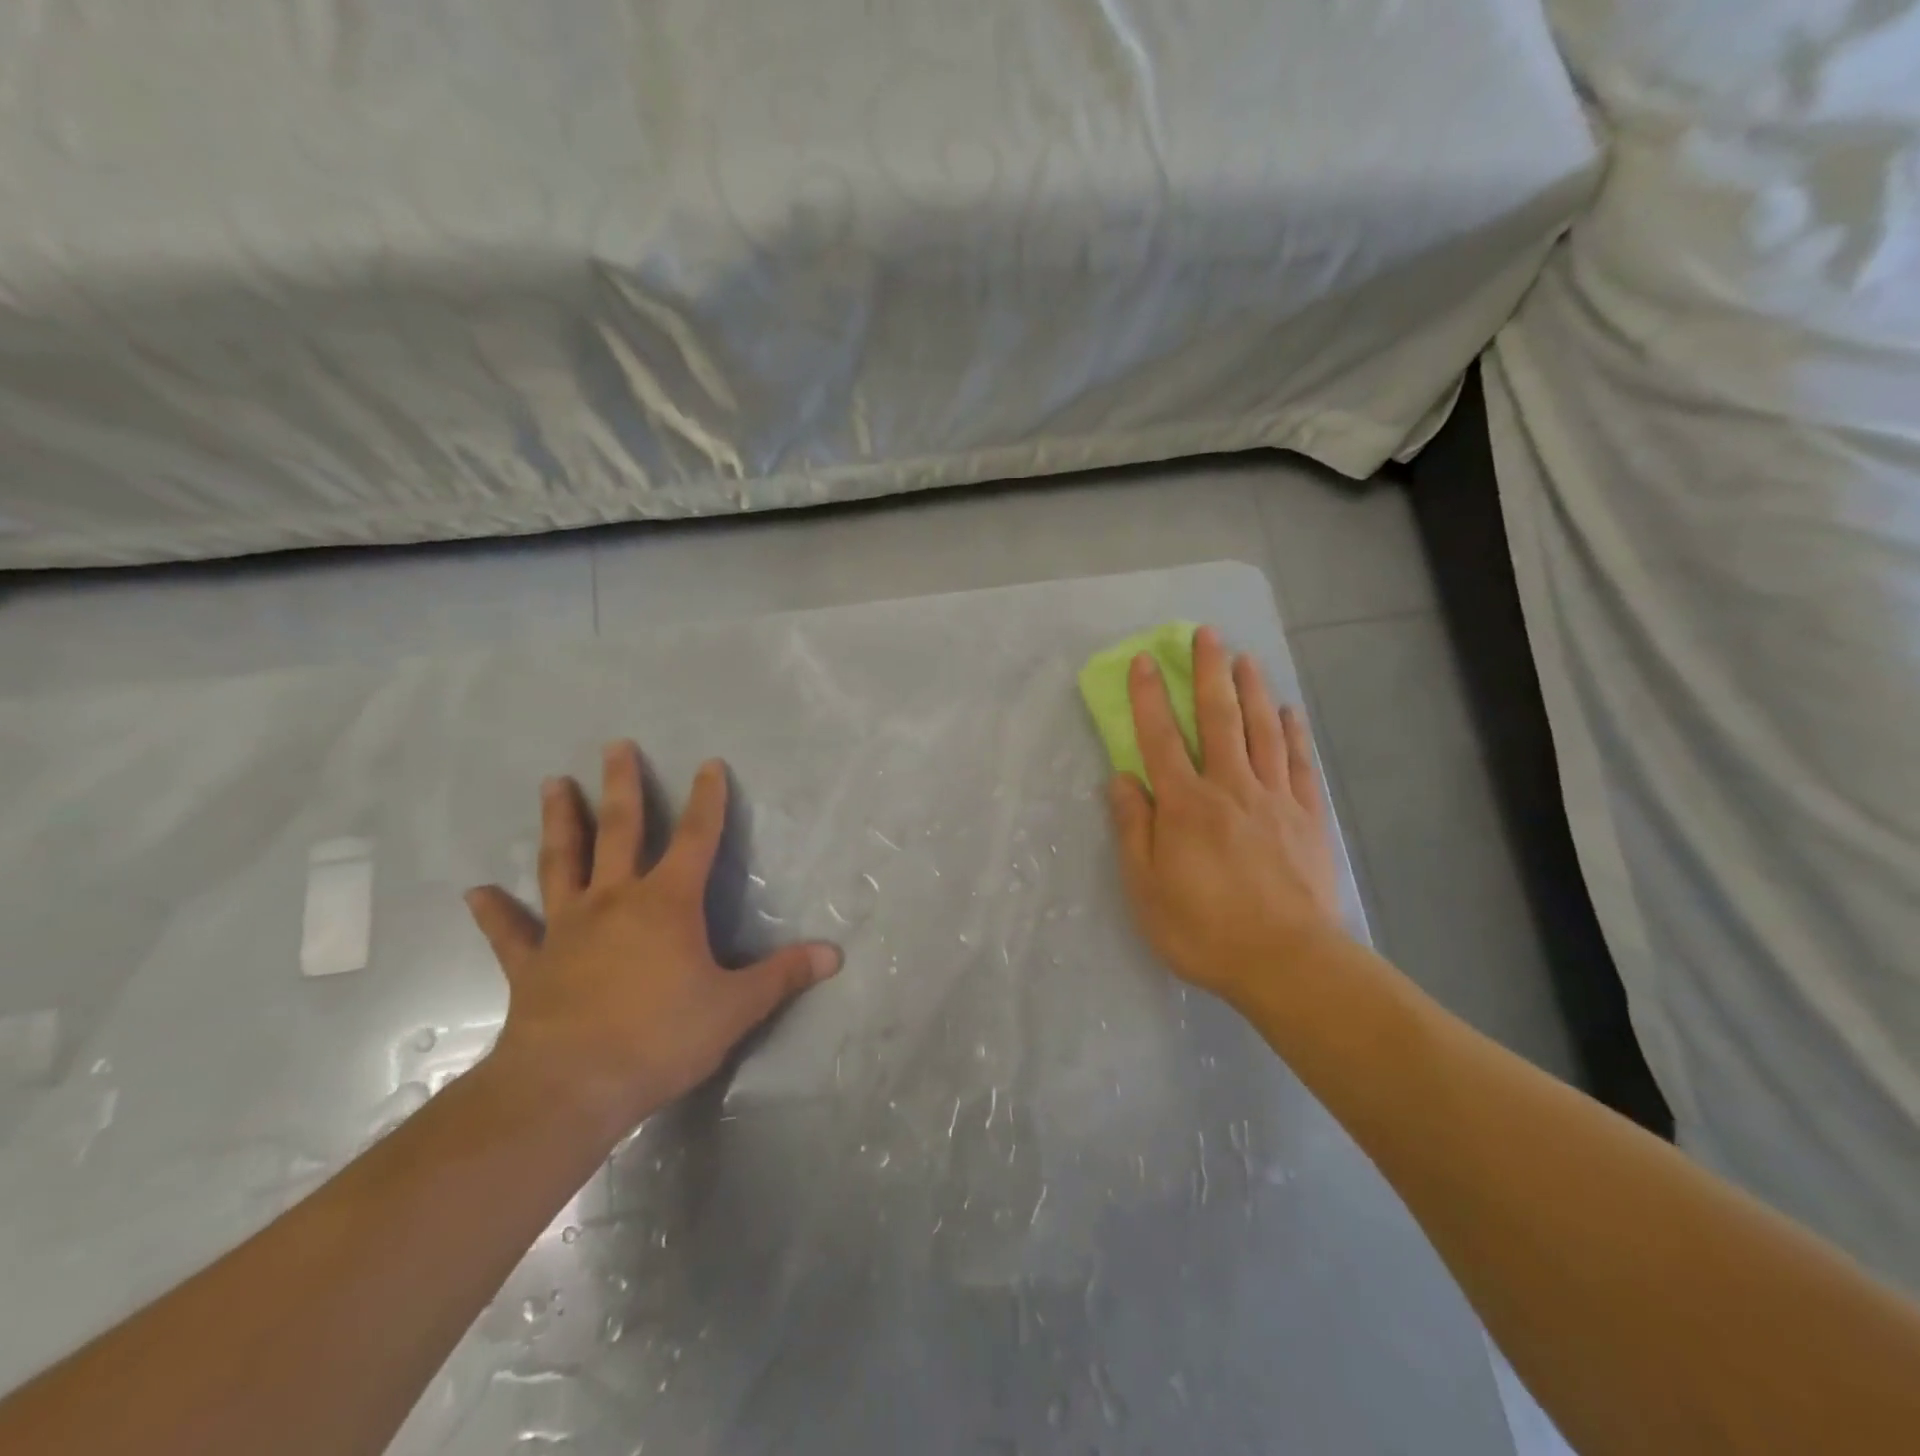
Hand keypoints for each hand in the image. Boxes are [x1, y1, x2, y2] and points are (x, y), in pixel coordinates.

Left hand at [466, 742, 841, 1133]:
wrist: (569, 1087)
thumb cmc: (660, 1038)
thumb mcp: (735, 1008)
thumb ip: (783, 976)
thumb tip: (835, 955)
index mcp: (667, 903)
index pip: (695, 838)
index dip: (707, 800)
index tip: (708, 763)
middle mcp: (615, 900)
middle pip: (619, 830)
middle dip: (621, 785)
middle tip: (615, 745)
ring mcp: (568, 929)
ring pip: (563, 862)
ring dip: (560, 822)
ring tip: (554, 783)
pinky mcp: (532, 965)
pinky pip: (510, 933)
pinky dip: (493, 912)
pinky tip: (475, 892)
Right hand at [1106, 626, 1347, 1011]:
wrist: (1286, 962)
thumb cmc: (1203, 929)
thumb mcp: (1146, 888)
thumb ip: (1134, 829)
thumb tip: (1122, 779)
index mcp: (1185, 804)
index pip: (1161, 738)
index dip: (1148, 697)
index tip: (1144, 660)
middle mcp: (1229, 787)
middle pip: (1218, 719)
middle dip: (1209, 673)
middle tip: (1207, 633)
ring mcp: (1274, 798)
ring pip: (1262, 731)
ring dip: (1252, 690)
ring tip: (1246, 657)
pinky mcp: (1307, 817)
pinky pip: (1299, 763)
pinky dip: (1292, 733)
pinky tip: (1288, 712)